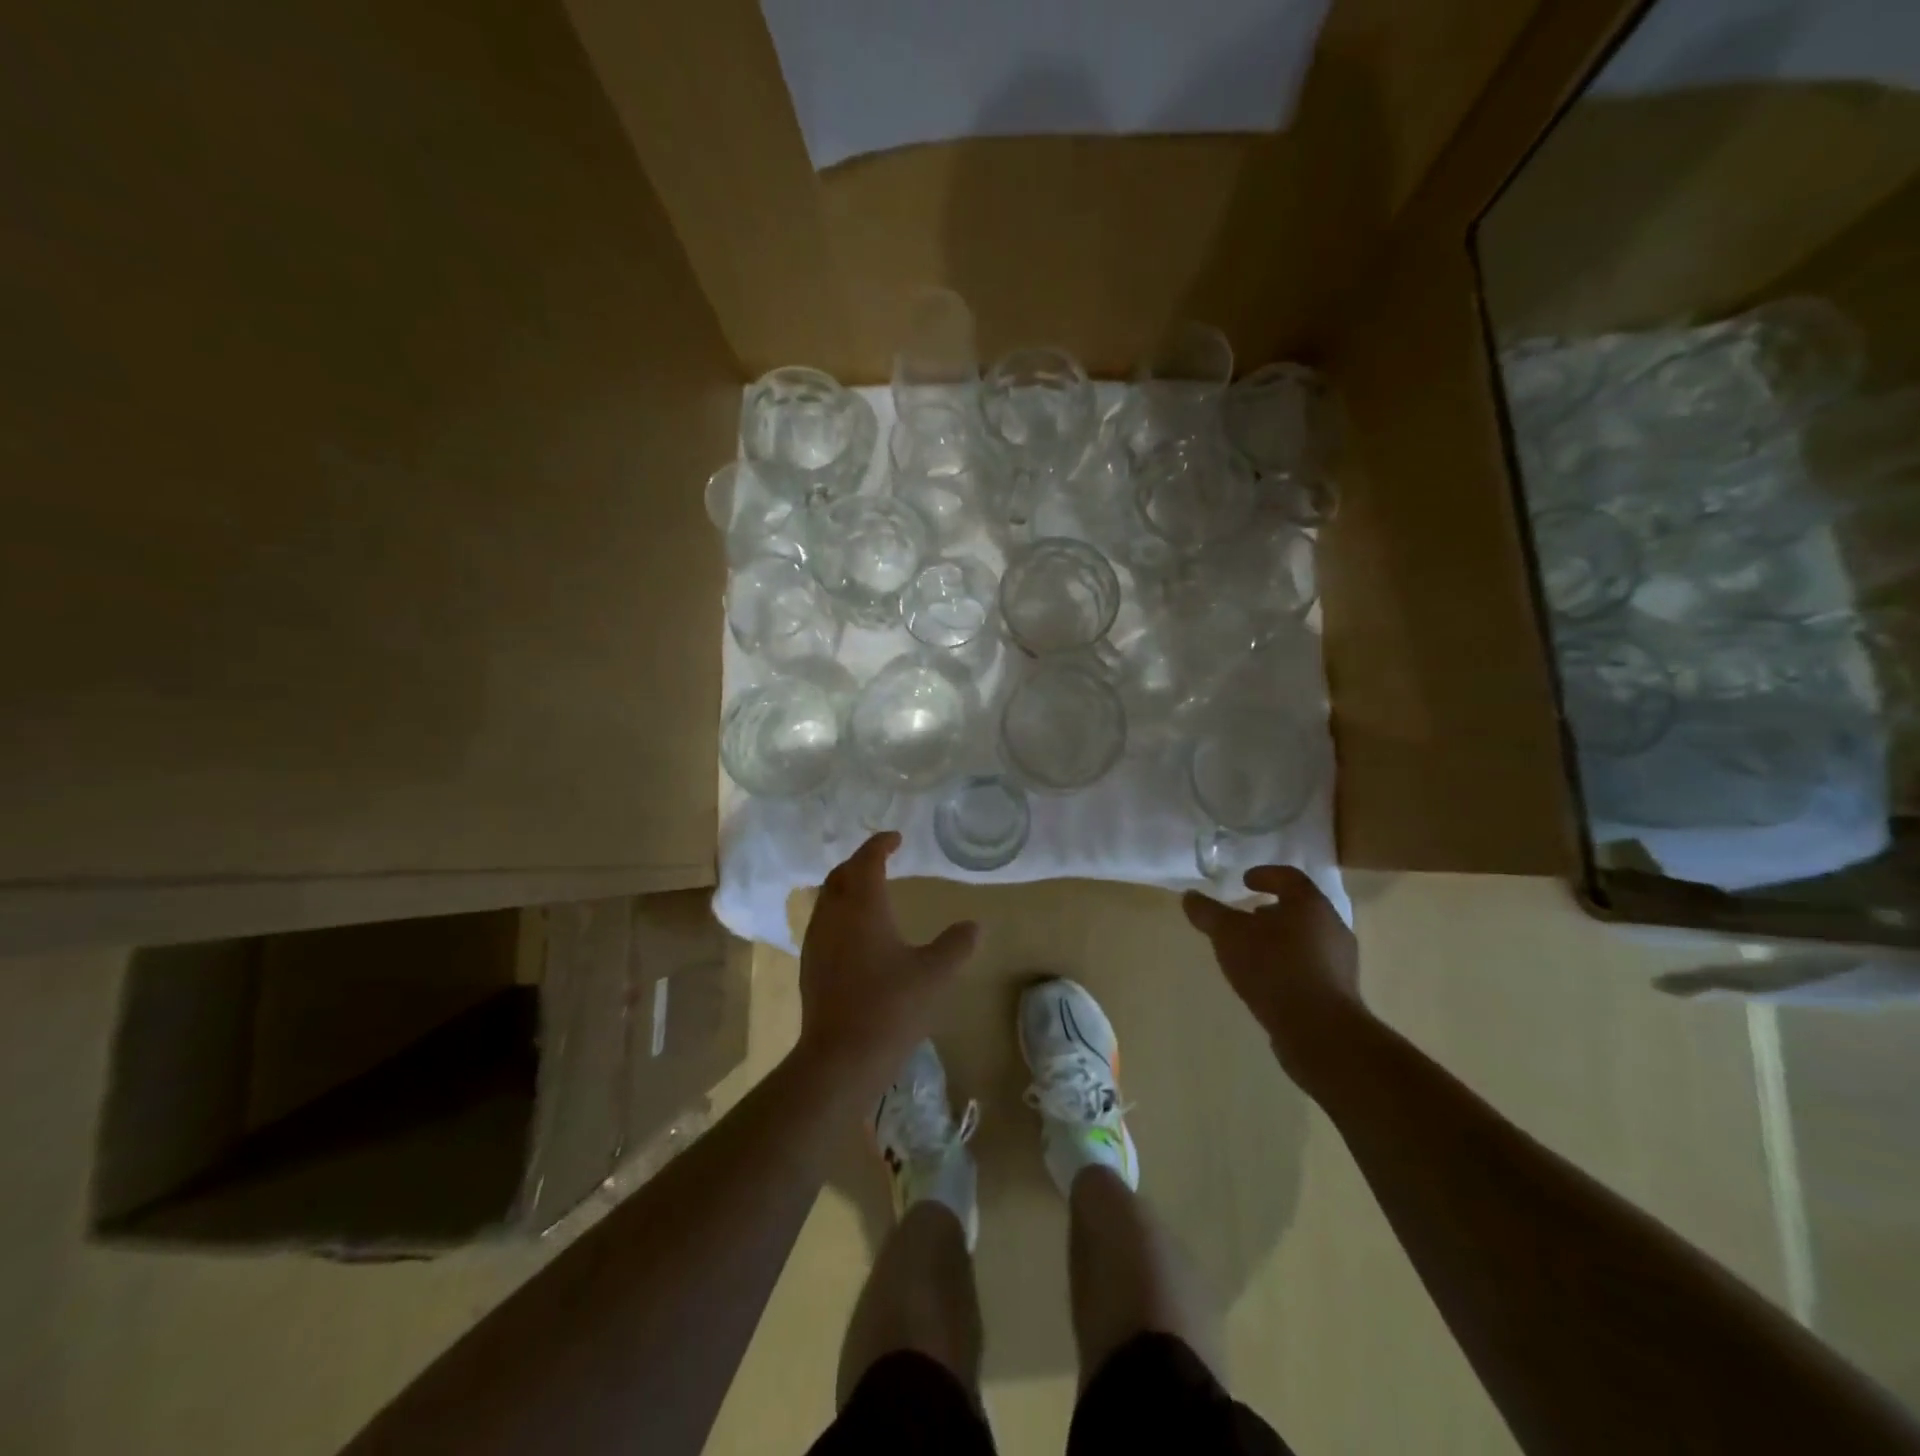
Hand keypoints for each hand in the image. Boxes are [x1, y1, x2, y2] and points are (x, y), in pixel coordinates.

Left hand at [795, 833, 978, 1096]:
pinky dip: (839, 911)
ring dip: (846, 886)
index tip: (896, 839)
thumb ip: (956, 945)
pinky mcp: (810, 964)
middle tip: (882, 860)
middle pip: (840, 874)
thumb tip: (974, 926)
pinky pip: (823, 921)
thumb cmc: (891, 1006)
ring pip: (827, 898)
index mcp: (862, 906)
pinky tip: (855, 932)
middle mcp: (833, 915)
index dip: (880, 845)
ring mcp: (816, 940)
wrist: (841, 1056)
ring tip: (869, 891)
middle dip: (860, 862)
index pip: (867, 860)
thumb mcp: (934, 974)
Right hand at [1182, 867, 1363, 1094]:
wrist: (1319, 1031)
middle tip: (1247, 916)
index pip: (1289, 877)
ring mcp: (1340, 961)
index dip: (1265, 874)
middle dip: (1272, 910)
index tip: (1244, 881)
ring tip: (1254, 951)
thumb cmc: (1273, 967)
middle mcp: (1332, 926)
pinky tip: (1269, 980)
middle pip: (1300, 908)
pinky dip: (1289, 964)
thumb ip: (1208, 913)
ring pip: (1307, 938)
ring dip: (1281, 939)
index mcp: (1309, 903)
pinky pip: (1311, 967)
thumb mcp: (1229, 935)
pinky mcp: (1340, 992)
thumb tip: (1190, 896)